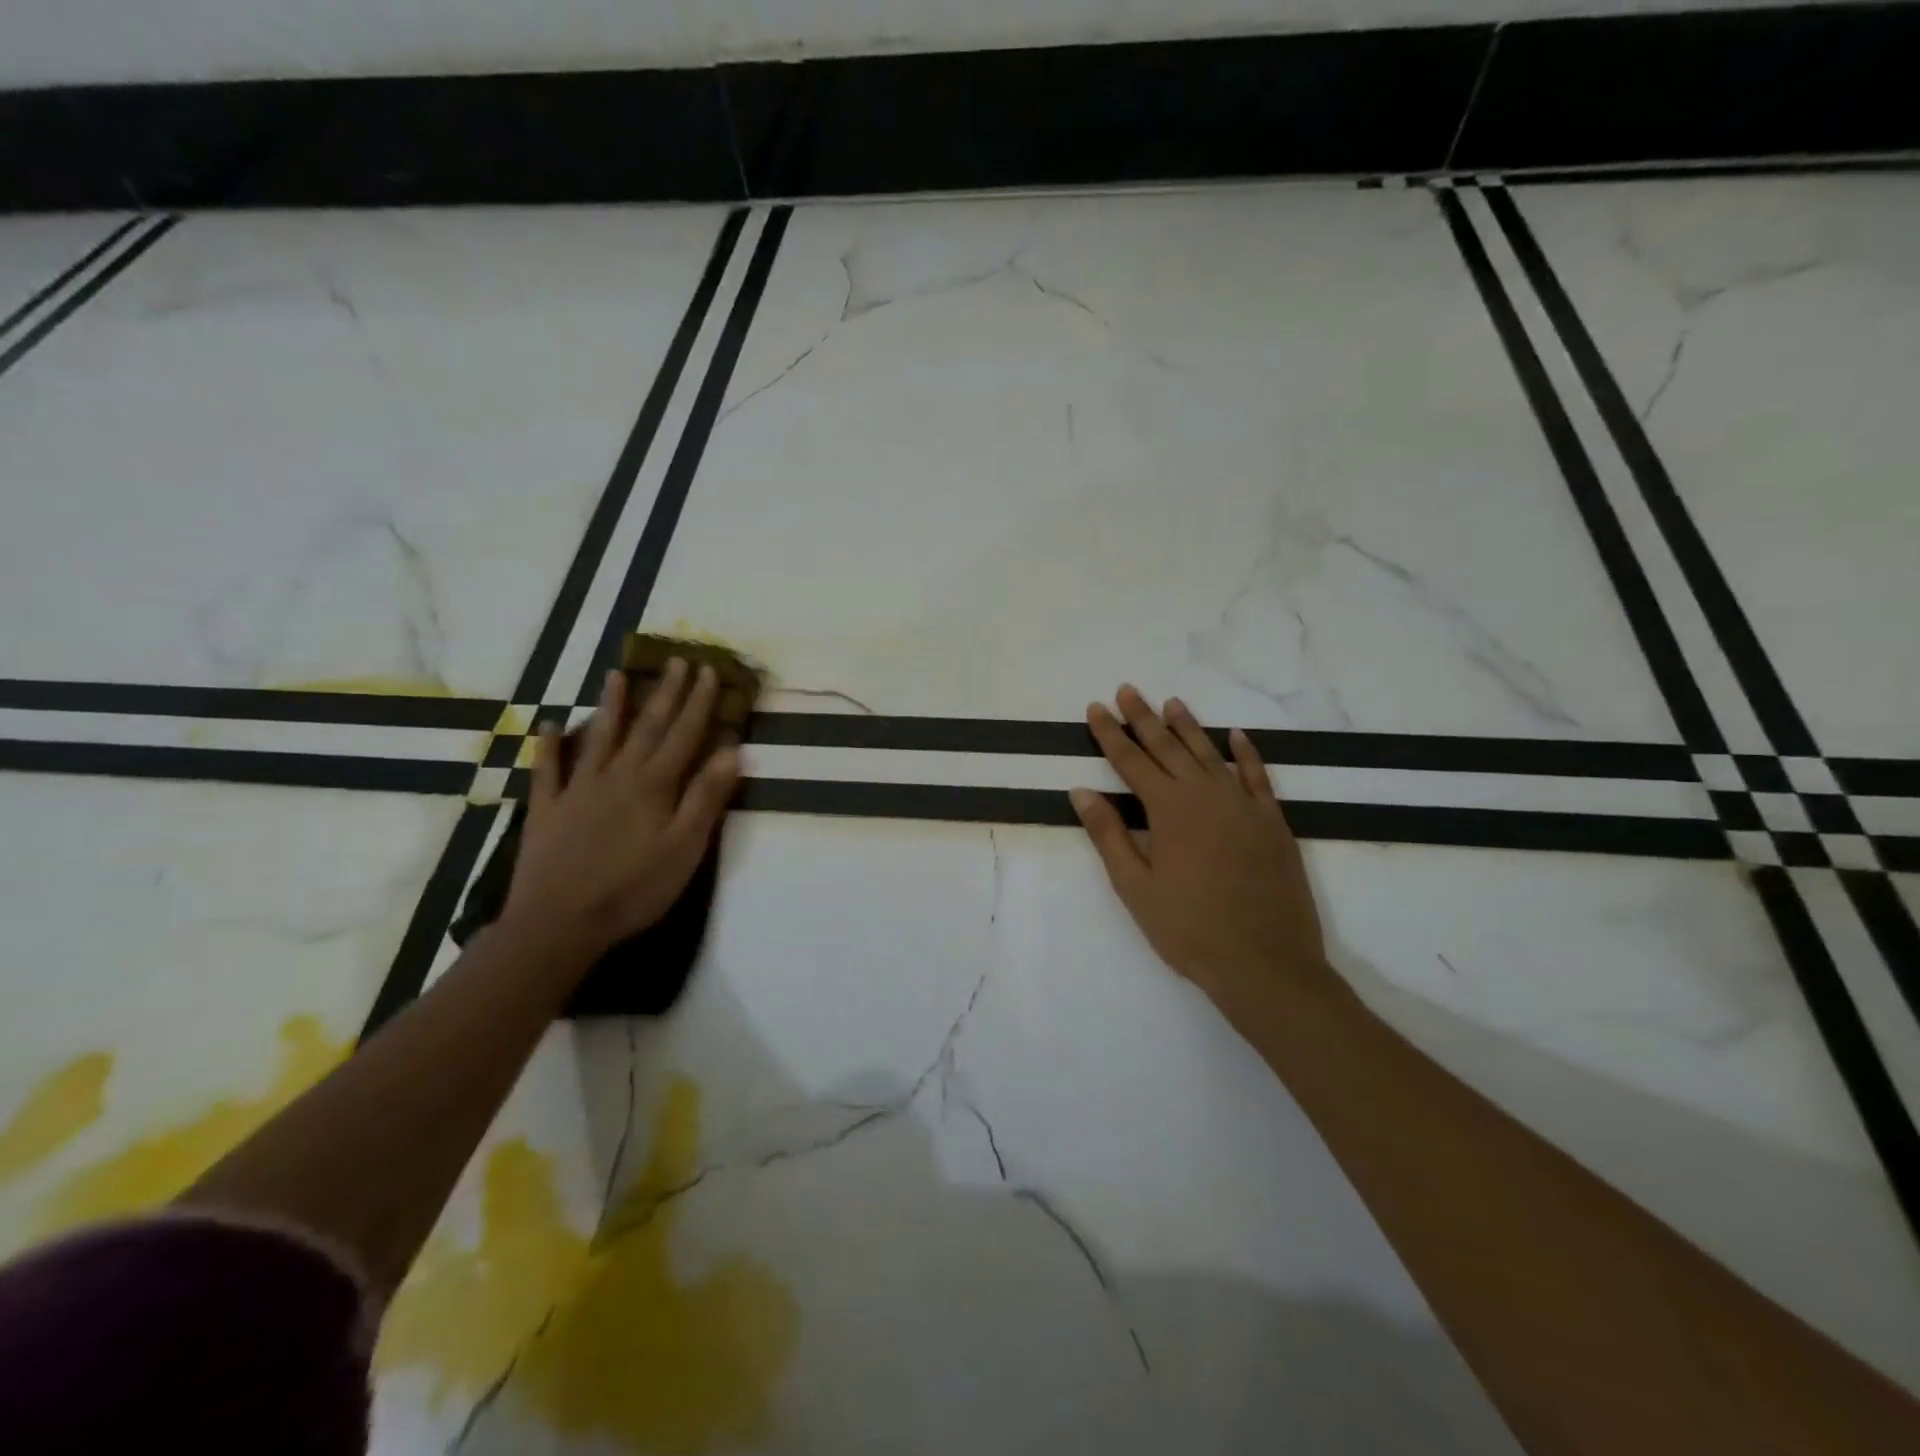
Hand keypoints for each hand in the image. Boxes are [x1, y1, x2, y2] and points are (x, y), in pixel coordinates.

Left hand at [501, 661, 740, 962]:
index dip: (698, 703)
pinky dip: (548, 746)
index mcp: (654, 785)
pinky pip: (547, 770)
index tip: (708, 671)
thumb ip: (706, 798)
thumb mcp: (684, 848)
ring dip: (610, 705)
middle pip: (647, 727)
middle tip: (677, 661)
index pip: (683, 735)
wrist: (559, 922)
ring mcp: (577, 790)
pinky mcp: (547, 810)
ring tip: (616, 674)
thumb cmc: (634, 888)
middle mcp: (617, 776)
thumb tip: (732, 751)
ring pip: (598, 738)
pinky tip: (548, 725)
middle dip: (665, 693)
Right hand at [1071, 685, 1337, 1032]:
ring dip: (1188, 727)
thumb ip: (1108, 835)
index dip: (1111, 733)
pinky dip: (1246, 753)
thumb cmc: (1189, 929)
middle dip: (1144, 718)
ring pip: (1210, 754)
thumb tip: (1081, 791)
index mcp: (1168, 809)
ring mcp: (1243, 805)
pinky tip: (1236, 736)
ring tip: (1172, 703)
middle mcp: (1206, 795)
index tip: (1095, 708)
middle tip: (1127, 690)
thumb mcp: (1135, 887)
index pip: (1132, 760)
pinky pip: (1257, 776)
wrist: (1266, 963)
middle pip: (1169, 746)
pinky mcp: (1272, 821)